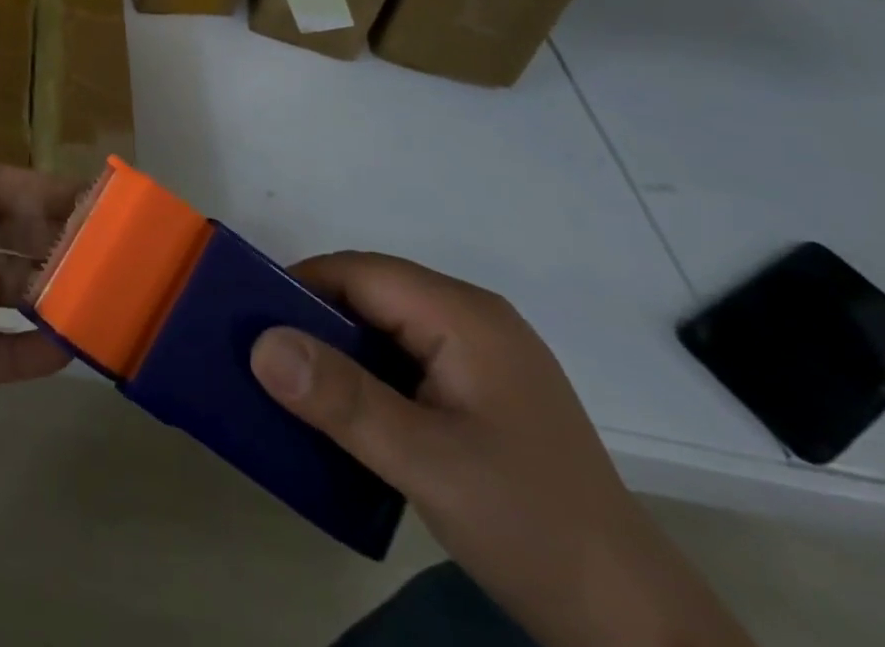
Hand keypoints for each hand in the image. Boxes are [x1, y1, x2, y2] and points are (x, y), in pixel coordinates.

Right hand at [250, 253, 751, 646]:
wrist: (634, 627)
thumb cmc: (529, 526)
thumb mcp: (426, 463)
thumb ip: (342, 399)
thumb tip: (260, 343)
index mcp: (464, 315)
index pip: (360, 273)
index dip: (300, 287)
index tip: (250, 323)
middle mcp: (473, 319)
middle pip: (371, 294)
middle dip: (314, 320)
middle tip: (265, 359)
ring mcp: (481, 356)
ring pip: (385, 328)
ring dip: (338, 351)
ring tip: (294, 385)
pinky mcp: (482, 392)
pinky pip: (405, 360)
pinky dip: (367, 375)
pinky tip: (347, 412)